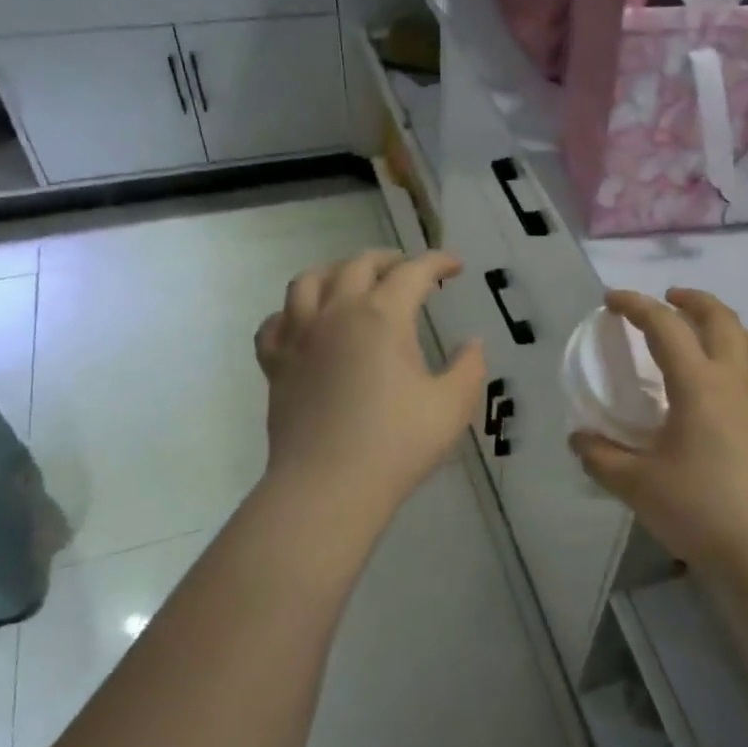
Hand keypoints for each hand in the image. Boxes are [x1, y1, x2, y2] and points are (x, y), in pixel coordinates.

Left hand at [256, 250, 485, 517]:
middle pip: (359, 264)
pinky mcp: (276, 364)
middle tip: (410, 270)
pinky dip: (293, 312)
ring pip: (308, 281)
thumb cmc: (397, 444)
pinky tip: (306, 322)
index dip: (438, 262)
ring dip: (337, 271)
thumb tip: (471, 343)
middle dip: (390, 259)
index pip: (413, 271)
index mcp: (382, 317)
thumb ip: (470, 367)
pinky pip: (276, 322)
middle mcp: (337, 313)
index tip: (455, 267)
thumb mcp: (453, 406)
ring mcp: (299, 337)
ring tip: (354, 281)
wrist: (328, 487)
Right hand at [570, 289, 747, 569]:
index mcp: (699, 384)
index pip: (666, 326)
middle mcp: (735, 381)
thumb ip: (602, 457)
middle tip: (668, 299)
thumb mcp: (637, 485)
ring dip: (727, 324)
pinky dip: (743, 357)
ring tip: (706, 333)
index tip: (612, 300)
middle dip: (692, 299)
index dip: (636, 305)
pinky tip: (726, 387)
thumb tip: (579, 440)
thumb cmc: (700, 508)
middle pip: (721, 318)